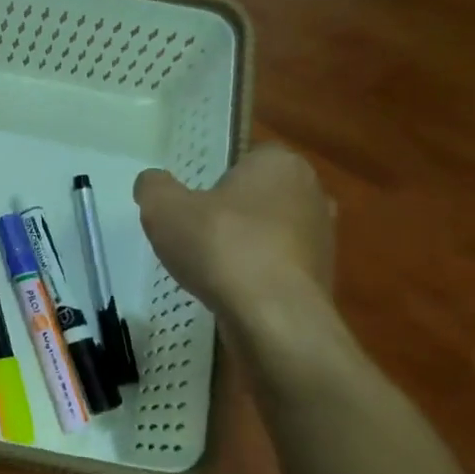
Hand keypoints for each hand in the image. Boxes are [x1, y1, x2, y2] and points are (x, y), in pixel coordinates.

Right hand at [134, 145, 332, 325]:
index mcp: (279, 164)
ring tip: (210, 268)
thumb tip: (152, 182)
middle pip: (259, 196)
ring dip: (245, 245)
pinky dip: (257, 274)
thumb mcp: (164, 210)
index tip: (192, 205)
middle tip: (196, 235)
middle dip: (232, 213)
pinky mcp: (322, 275)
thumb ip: (154, 188)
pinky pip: (279, 266)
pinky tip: (231, 291)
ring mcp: (322, 236)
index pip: (247, 159)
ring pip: (271, 232)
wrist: (273, 314)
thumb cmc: (220, 246)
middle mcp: (311, 192)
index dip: (216, 180)